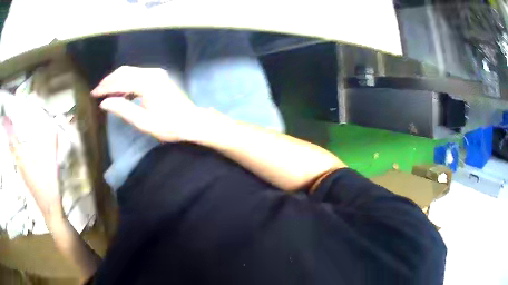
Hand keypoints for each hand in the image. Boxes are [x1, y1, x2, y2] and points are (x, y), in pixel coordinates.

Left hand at [3, 114, 61, 218]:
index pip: (15, 145)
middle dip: (10, 139)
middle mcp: (22, 167)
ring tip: (11, 137)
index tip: (8, 121)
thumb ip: (52, 147)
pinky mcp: (26, 180)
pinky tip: (18, 156)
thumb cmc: (50, 189)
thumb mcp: (52, 167)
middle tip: (8, 126)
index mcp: (25, 162)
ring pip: (14, 158)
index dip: (10, 133)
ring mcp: (23, 175)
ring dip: (12, 147)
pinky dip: (16, 156)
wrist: (50, 211)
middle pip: (13, 151)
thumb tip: (54, 127)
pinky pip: (18, 164)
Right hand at [92, 66, 204, 142]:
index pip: (120, 82)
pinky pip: (138, 74)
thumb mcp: (143, 122)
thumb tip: (104, 102)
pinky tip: (121, 91)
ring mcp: (157, 73)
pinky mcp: (159, 76)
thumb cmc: (169, 126)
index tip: (93, 94)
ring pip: (130, 71)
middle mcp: (152, 73)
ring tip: (105, 92)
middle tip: (97, 91)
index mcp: (147, 84)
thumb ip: (122, 109)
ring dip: (117, 80)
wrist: (192, 122)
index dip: (105, 88)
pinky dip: (127, 80)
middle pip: (124, 72)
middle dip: (109, 81)